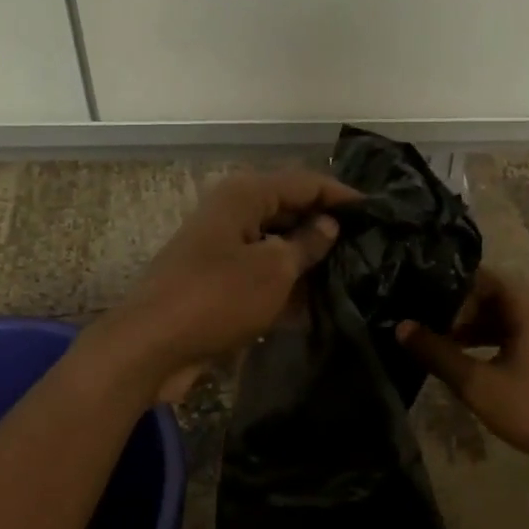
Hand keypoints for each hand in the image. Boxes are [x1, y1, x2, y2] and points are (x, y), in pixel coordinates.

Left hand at [93, 168, 359, 401]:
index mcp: (246, 195)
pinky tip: (317, 302)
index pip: (305, 182)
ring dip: (308, 258)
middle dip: (326, 227)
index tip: (378, 212)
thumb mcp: (273, 269)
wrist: (150, 346)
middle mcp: (233, 212)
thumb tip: (329, 224)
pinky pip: (261, 272)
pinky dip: (286, 283)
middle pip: (290, 210)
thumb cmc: (217, 297)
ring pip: (276, 243)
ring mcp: (223, 247)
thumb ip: (308, 243)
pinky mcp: (217, 280)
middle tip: (370, 245)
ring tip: (352, 273)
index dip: (341, 195)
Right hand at [396, 268, 528, 466]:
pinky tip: (485, 370)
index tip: (425, 310)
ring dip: (482, 332)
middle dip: (463, 315)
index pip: (483, 278)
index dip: (451, 291)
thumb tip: (402, 328)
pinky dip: (504, 345)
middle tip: (434, 336)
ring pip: (514, 319)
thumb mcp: (480, 384)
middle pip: (498, 298)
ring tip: (452, 355)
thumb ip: (439, 354)